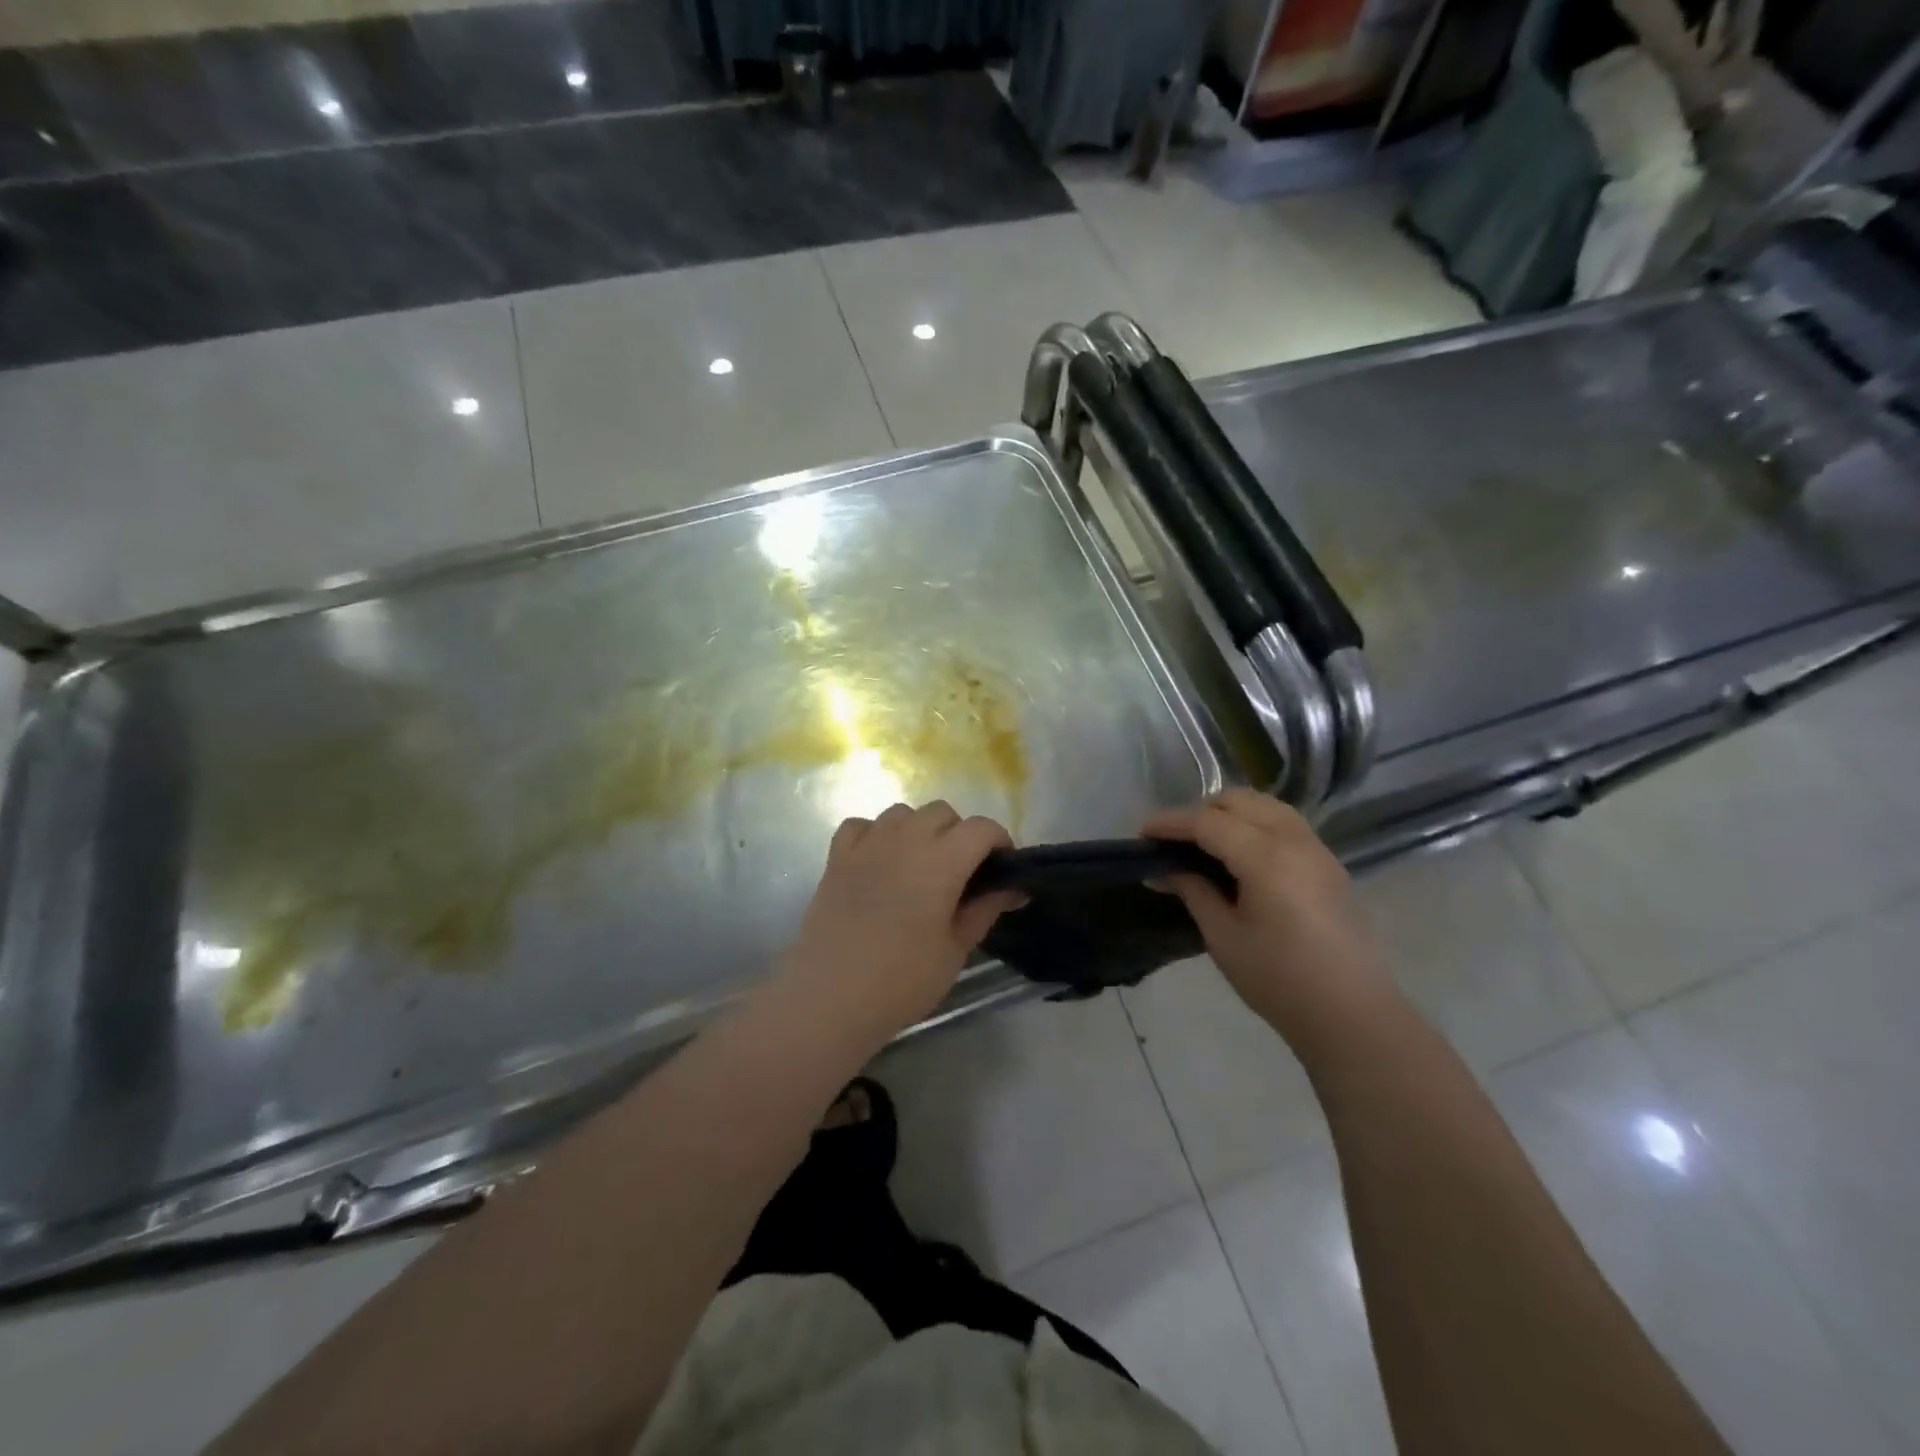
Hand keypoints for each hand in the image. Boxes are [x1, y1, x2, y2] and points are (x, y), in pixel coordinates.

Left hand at [781, 802, 1021, 1041]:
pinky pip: (861, 826)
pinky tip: (879, 861)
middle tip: (962, 872)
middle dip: (960, 833)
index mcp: (941, 860)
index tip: (1002, 868)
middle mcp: (904, 840)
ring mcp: (866, 845)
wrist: (830, 997)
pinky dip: (875, 834)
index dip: (999, 841)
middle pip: (942, 812)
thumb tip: (1012, 889)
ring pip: (902, 812)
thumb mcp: (955, 949)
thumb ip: (984, 909)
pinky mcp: (836, 858)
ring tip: (920, 865)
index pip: (981, 828)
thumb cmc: (902, 979)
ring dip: (919, 829)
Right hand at [1144, 789, 1396, 1046]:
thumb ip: (1193, 891)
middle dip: (1200, 812)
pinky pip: (1284, 822)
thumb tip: (1164, 869)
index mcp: (1266, 857)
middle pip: (1237, 801)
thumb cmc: (1279, 980)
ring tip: (1206, 845)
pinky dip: (1255, 823)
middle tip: (1175, 844)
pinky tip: (1241, 856)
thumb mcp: (1223, 937)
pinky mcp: (1328, 863)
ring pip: (1264, 805)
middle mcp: (1294, 840)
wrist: (1352, 1014)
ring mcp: (1316, 848)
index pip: (1207, 822)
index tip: (1142, 834)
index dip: (1170, 823)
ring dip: (1230, 813)